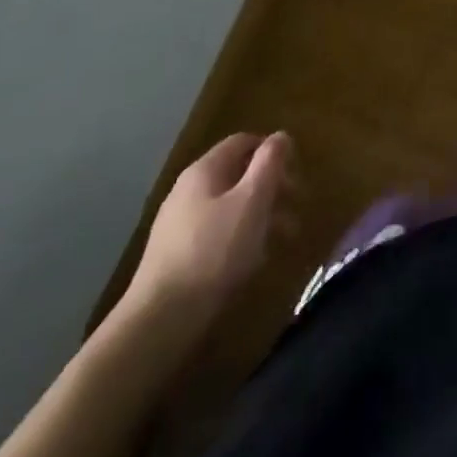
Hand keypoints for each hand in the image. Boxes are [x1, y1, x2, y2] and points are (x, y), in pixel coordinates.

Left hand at [125, 132, 292, 324]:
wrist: (159, 321)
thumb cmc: (214, 251)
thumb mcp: (252, 201)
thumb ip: (269, 164)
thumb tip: (280, 135)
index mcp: (204, 170)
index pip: (243, 142)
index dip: (272, 151)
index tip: (296, 172)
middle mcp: (188, 190)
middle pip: (238, 174)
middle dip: (271, 187)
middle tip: (296, 207)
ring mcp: (179, 225)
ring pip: (230, 206)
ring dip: (261, 215)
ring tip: (284, 238)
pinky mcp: (176, 257)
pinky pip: (217, 234)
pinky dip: (241, 238)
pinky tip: (254, 260)